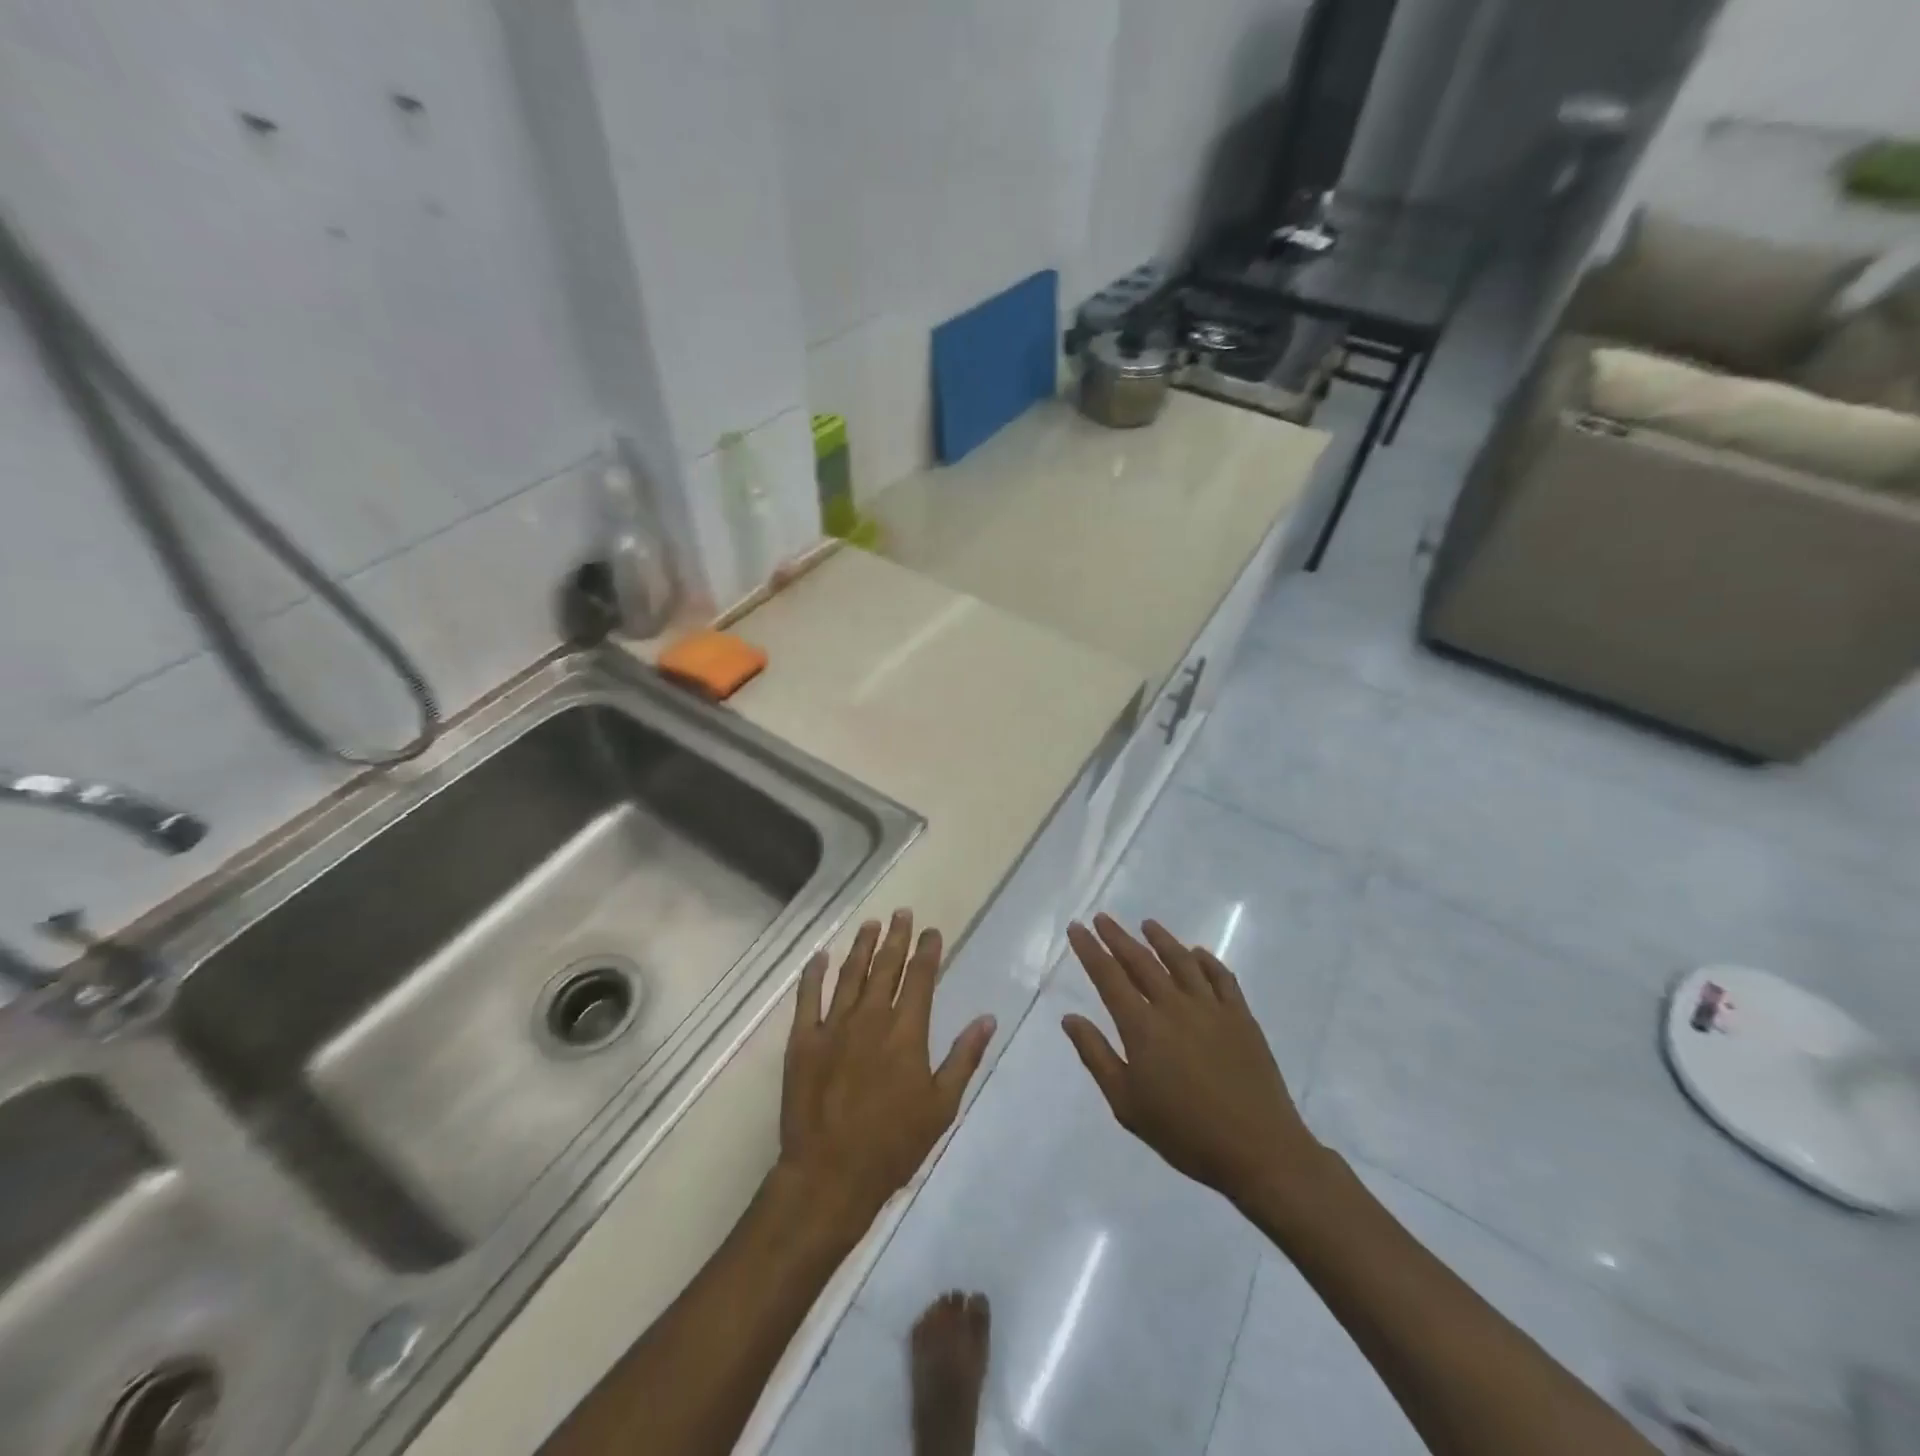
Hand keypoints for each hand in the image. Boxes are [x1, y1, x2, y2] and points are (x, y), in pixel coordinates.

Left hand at [779, 910, 995, 1231]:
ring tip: (871, 924)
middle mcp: (871, 1018)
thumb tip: (987, 1018)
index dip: (928, 951)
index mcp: (906, 1031)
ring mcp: (833, 1026)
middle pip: (886, 967)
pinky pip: (808, 997)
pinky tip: (820, 956)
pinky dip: (814, 974)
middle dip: (896, 937)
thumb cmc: (893, 1144)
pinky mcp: (803, 1040)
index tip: (931, 931)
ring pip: (850, 974)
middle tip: (901, 913)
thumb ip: (964, 1057)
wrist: (830, 1174)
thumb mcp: (941, 1106)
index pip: (921, 978)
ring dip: (862, 947)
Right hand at [1061, 914, 1327, 1210]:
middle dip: (1118, 937)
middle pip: (1141, 961)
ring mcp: (1211, 1008)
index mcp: (1142, 1027)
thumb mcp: (1126, 1104)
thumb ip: (1096, 1056)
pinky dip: (1206, 960)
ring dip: (1161, 939)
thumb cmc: (1185, 1133)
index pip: (1108, 976)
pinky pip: (1221, 977)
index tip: (1076, 927)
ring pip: (1181, 960)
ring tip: (1147, 924)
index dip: (1090, 950)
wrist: (1259, 1150)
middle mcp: (1174, 1006)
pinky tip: (1197, 953)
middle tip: (1102, 918)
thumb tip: (1070, 1018)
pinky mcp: (1241, 1016)